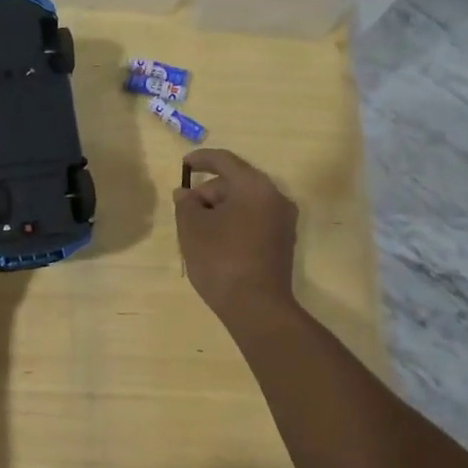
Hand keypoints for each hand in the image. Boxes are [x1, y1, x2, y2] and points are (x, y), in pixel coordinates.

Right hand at [173, 148, 298, 324]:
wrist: (256, 308)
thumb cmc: (220, 259)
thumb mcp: (192, 228)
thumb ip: (186, 203)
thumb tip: (186, 194)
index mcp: (254, 186)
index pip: (225, 161)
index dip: (201, 159)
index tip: (184, 165)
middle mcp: (275, 197)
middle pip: (236, 182)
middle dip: (209, 191)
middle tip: (186, 209)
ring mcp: (283, 221)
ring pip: (246, 202)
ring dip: (221, 208)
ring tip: (198, 229)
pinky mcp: (284, 242)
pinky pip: (255, 220)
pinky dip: (235, 222)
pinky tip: (216, 241)